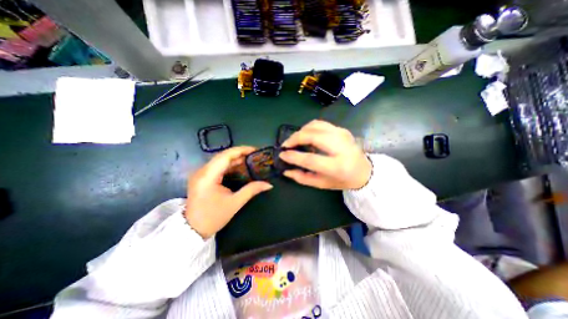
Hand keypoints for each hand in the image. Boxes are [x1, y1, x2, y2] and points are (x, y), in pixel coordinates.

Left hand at [184, 147, 271, 238]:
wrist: (192, 230)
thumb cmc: (213, 217)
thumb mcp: (235, 203)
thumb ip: (252, 190)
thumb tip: (268, 184)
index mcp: (208, 176)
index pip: (225, 155)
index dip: (241, 150)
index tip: (255, 150)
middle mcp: (202, 171)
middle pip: (223, 156)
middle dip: (240, 154)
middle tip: (255, 155)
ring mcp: (200, 174)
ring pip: (220, 160)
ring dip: (235, 159)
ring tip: (250, 160)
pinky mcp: (202, 177)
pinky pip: (217, 166)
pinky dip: (229, 165)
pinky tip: (239, 167)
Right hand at [279, 119, 372, 188]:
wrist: (364, 171)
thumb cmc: (342, 180)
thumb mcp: (322, 184)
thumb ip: (302, 178)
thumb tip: (286, 170)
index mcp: (337, 166)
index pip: (311, 159)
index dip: (293, 156)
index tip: (282, 154)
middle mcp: (341, 147)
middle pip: (312, 136)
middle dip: (295, 138)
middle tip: (286, 145)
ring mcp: (342, 135)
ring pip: (315, 125)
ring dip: (300, 131)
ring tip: (294, 140)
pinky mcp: (341, 129)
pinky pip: (320, 123)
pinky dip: (309, 128)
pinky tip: (305, 136)